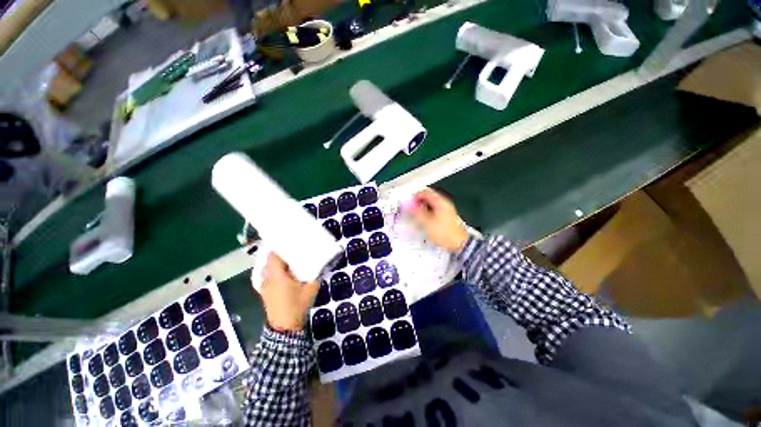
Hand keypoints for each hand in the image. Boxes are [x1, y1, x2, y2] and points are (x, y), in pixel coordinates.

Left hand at [254, 253, 318, 331]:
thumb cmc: (297, 306)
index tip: (289, 242)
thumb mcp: (311, 289)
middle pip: (270, 261)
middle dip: (280, 254)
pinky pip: (268, 276)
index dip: (279, 247)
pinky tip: (285, 274)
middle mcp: (267, 279)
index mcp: (277, 276)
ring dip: (277, 263)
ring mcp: (264, 286)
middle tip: (293, 250)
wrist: (285, 328)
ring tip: (290, 260)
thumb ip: (315, 275)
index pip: (273, 256)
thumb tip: (320, 264)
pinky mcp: (265, 292)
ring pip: (268, 269)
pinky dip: (275, 272)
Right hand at [407, 188, 468, 252]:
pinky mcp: (445, 218)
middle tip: (411, 209)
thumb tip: (408, 205)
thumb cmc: (446, 234)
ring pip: (430, 205)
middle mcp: (444, 204)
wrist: (459, 244)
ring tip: (416, 216)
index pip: (425, 192)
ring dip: (422, 209)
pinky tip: (423, 222)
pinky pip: (433, 212)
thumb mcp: (427, 223)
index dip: (415, 196)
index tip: (409, 203)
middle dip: (418, 203)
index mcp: (441, 202)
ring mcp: (446, 211)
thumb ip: (416, 212)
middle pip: (428, 198)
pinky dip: (426, 214)